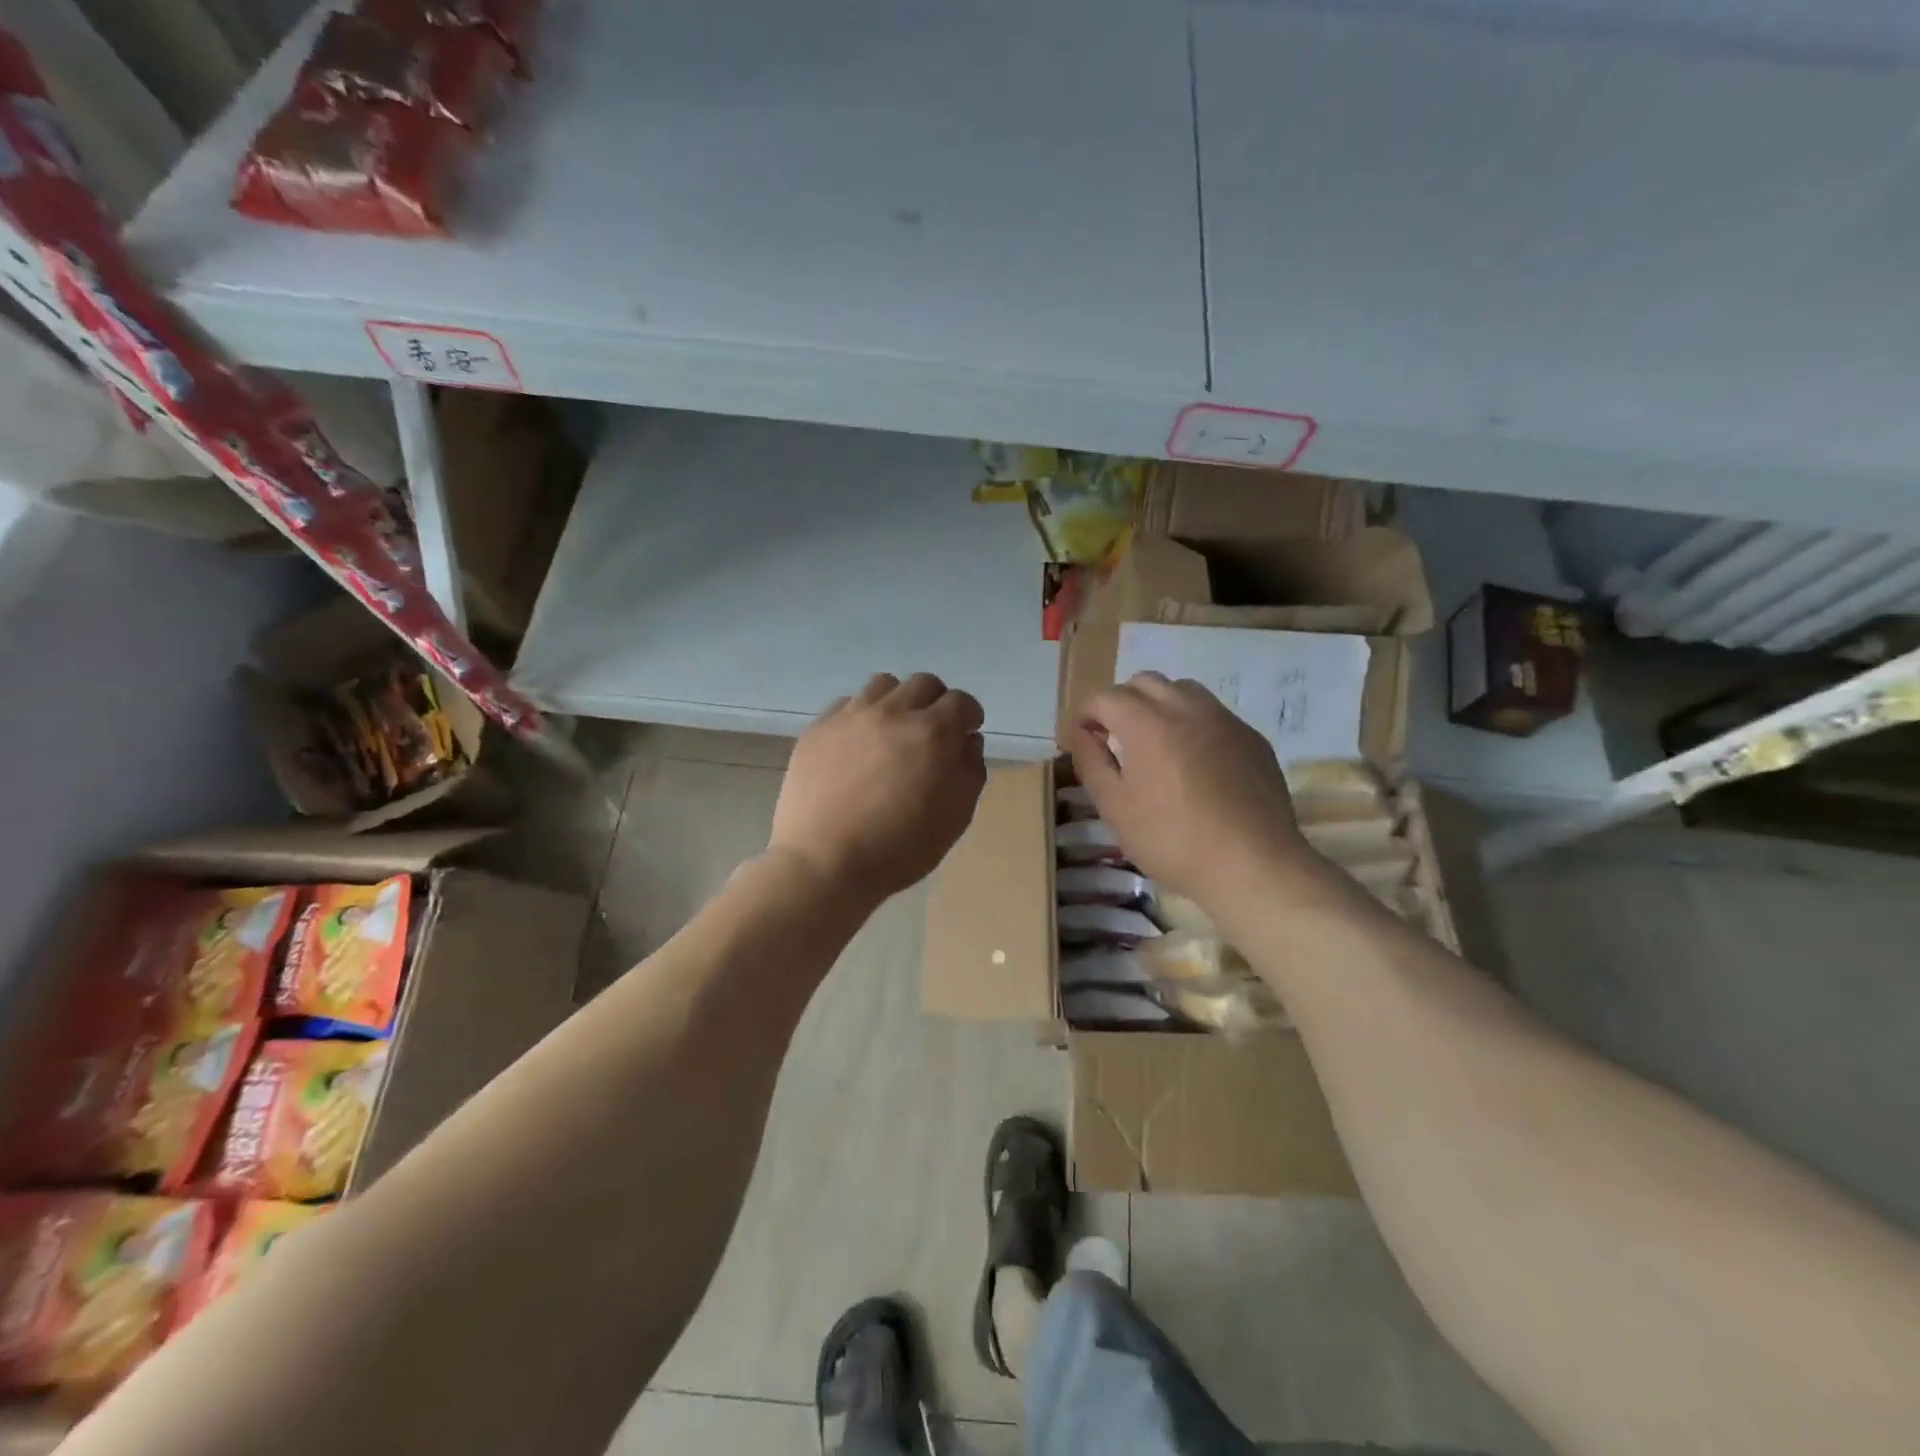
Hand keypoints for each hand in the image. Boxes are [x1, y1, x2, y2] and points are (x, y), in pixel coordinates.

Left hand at [769, 673, 986, 905]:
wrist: (825, 862)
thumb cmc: (899, 848)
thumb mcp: (955, 817)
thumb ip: (970, 771)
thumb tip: (968, 741)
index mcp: (932, 733)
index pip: (961, 701)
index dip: (969, 716)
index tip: (967, 732)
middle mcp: (893, 712)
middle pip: (923, 683)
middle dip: (936, 702)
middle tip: (932, 731)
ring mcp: (851, 716)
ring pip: (883, 685)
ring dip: (897, 701)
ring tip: (893, 731)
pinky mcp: (818, 728)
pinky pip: (846, 703)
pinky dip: (861, 715)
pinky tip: (858, 743)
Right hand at [1065, 674, 1316, 916]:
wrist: (1253, 865)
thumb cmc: (1172, 839)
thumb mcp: (1115, 807)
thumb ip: (1091, 762)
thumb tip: (1081, 734)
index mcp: (1147, 723)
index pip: (1106, 697)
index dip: (1085, 713)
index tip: (1078, 738)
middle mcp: (1186, 708)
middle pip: (1145, 683)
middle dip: (1121, 702)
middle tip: (1112, 736)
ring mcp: (1225, 720)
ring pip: (1183, 690)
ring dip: (1158, 705)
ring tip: (1153, 741)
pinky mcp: (1252, 738)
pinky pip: (1213, 714)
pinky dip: (1192, 723)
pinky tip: (1193, 761)